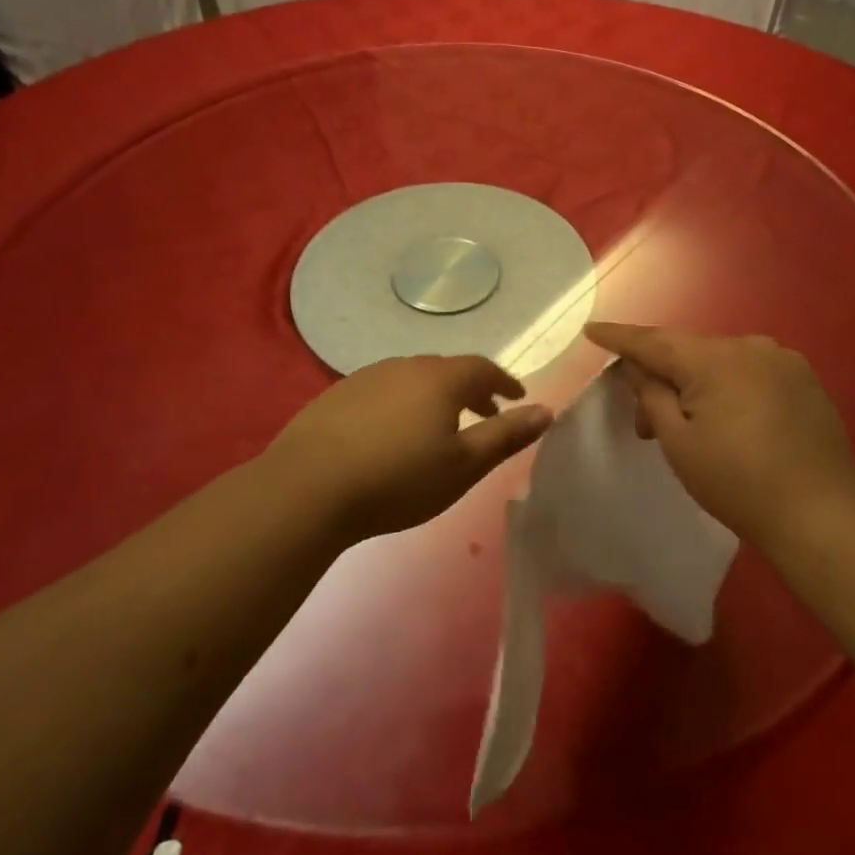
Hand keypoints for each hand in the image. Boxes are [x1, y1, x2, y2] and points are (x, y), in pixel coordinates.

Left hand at [263, 355, 551, 542]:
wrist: (308, 488)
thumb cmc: (398, 479)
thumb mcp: (463, 466)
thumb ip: (506, 436)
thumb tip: (547, 410)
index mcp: (440, 378)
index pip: (482, 368)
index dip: (504, 382)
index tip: (516, 397)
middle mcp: (404, 366)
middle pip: (447, 370)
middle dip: (471, 389)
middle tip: (483, 414)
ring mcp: (366, 377)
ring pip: (412, 379)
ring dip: (434, 396)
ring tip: (439, 426)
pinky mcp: (336, 395)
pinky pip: (382, 390)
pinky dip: (401, 404)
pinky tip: (391, 433)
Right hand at [586, 324, 854, 543]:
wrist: (820, 512)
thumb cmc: (737, 482)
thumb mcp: (678, 443)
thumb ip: (651, 395)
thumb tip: (639, 368)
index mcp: (714, 359)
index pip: (653, 341)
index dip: (619, 337)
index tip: (591, 329)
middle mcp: (750, 346)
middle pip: (689, 354)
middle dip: (663, 380)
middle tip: (645, 425)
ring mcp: (783, 360)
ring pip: (722, 363)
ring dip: (699, 386)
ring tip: (693, 429)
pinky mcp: (805, 380)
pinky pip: (753, 373)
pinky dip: (732, 389)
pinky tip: (734, 424)